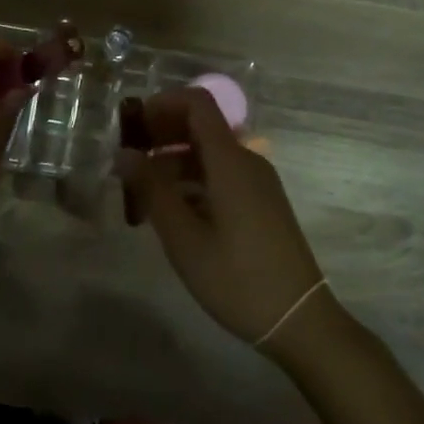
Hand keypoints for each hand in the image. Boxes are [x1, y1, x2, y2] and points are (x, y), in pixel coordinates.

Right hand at [118, 89, 324, 345]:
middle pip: (201, 125)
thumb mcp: (184, 238)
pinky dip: (192, 180)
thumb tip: (123, 154)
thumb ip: (151, 190)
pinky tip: (170, 210)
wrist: (300, 321)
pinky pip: (221, 174)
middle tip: (128, 159)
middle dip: (162, 133)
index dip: (162, 103)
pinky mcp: (260, 202)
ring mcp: (257, 182)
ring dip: (173, 160)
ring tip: (141, 190)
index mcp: (230, 160)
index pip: (197, 103)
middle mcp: (246, 160)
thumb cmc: (237, 279)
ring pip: (209, 153)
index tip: (132, 126)